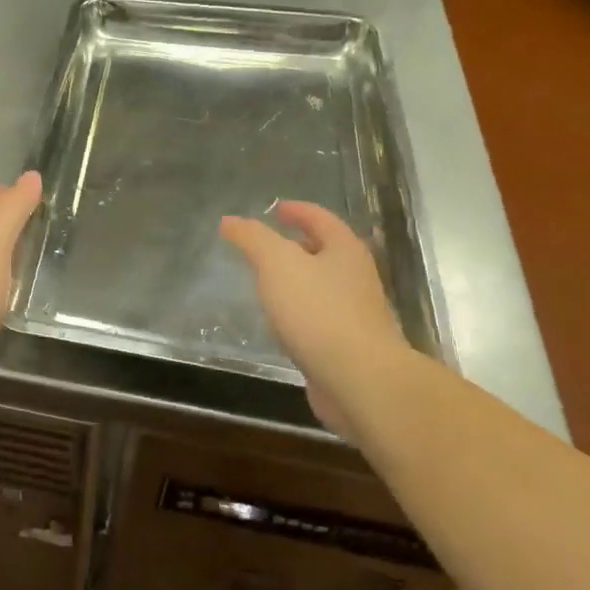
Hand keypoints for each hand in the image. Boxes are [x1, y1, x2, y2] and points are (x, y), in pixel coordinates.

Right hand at [220, 201, 414, 439]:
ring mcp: (356, 314)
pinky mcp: (348, 346)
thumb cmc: (319, 311)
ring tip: (267, 282)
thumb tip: (229, 221)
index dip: (297, 211)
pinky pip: (320, 319)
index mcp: (345, 250)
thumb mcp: (277, 264)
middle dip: (298, 244)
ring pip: (323, 286)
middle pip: (326, 251)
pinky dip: (300, 313)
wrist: (360, 380)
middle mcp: (356, 277)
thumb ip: (252, 239)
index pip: (320, 218)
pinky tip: (281, 323)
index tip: (275, 209)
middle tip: (267, 245)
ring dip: (298, 280)